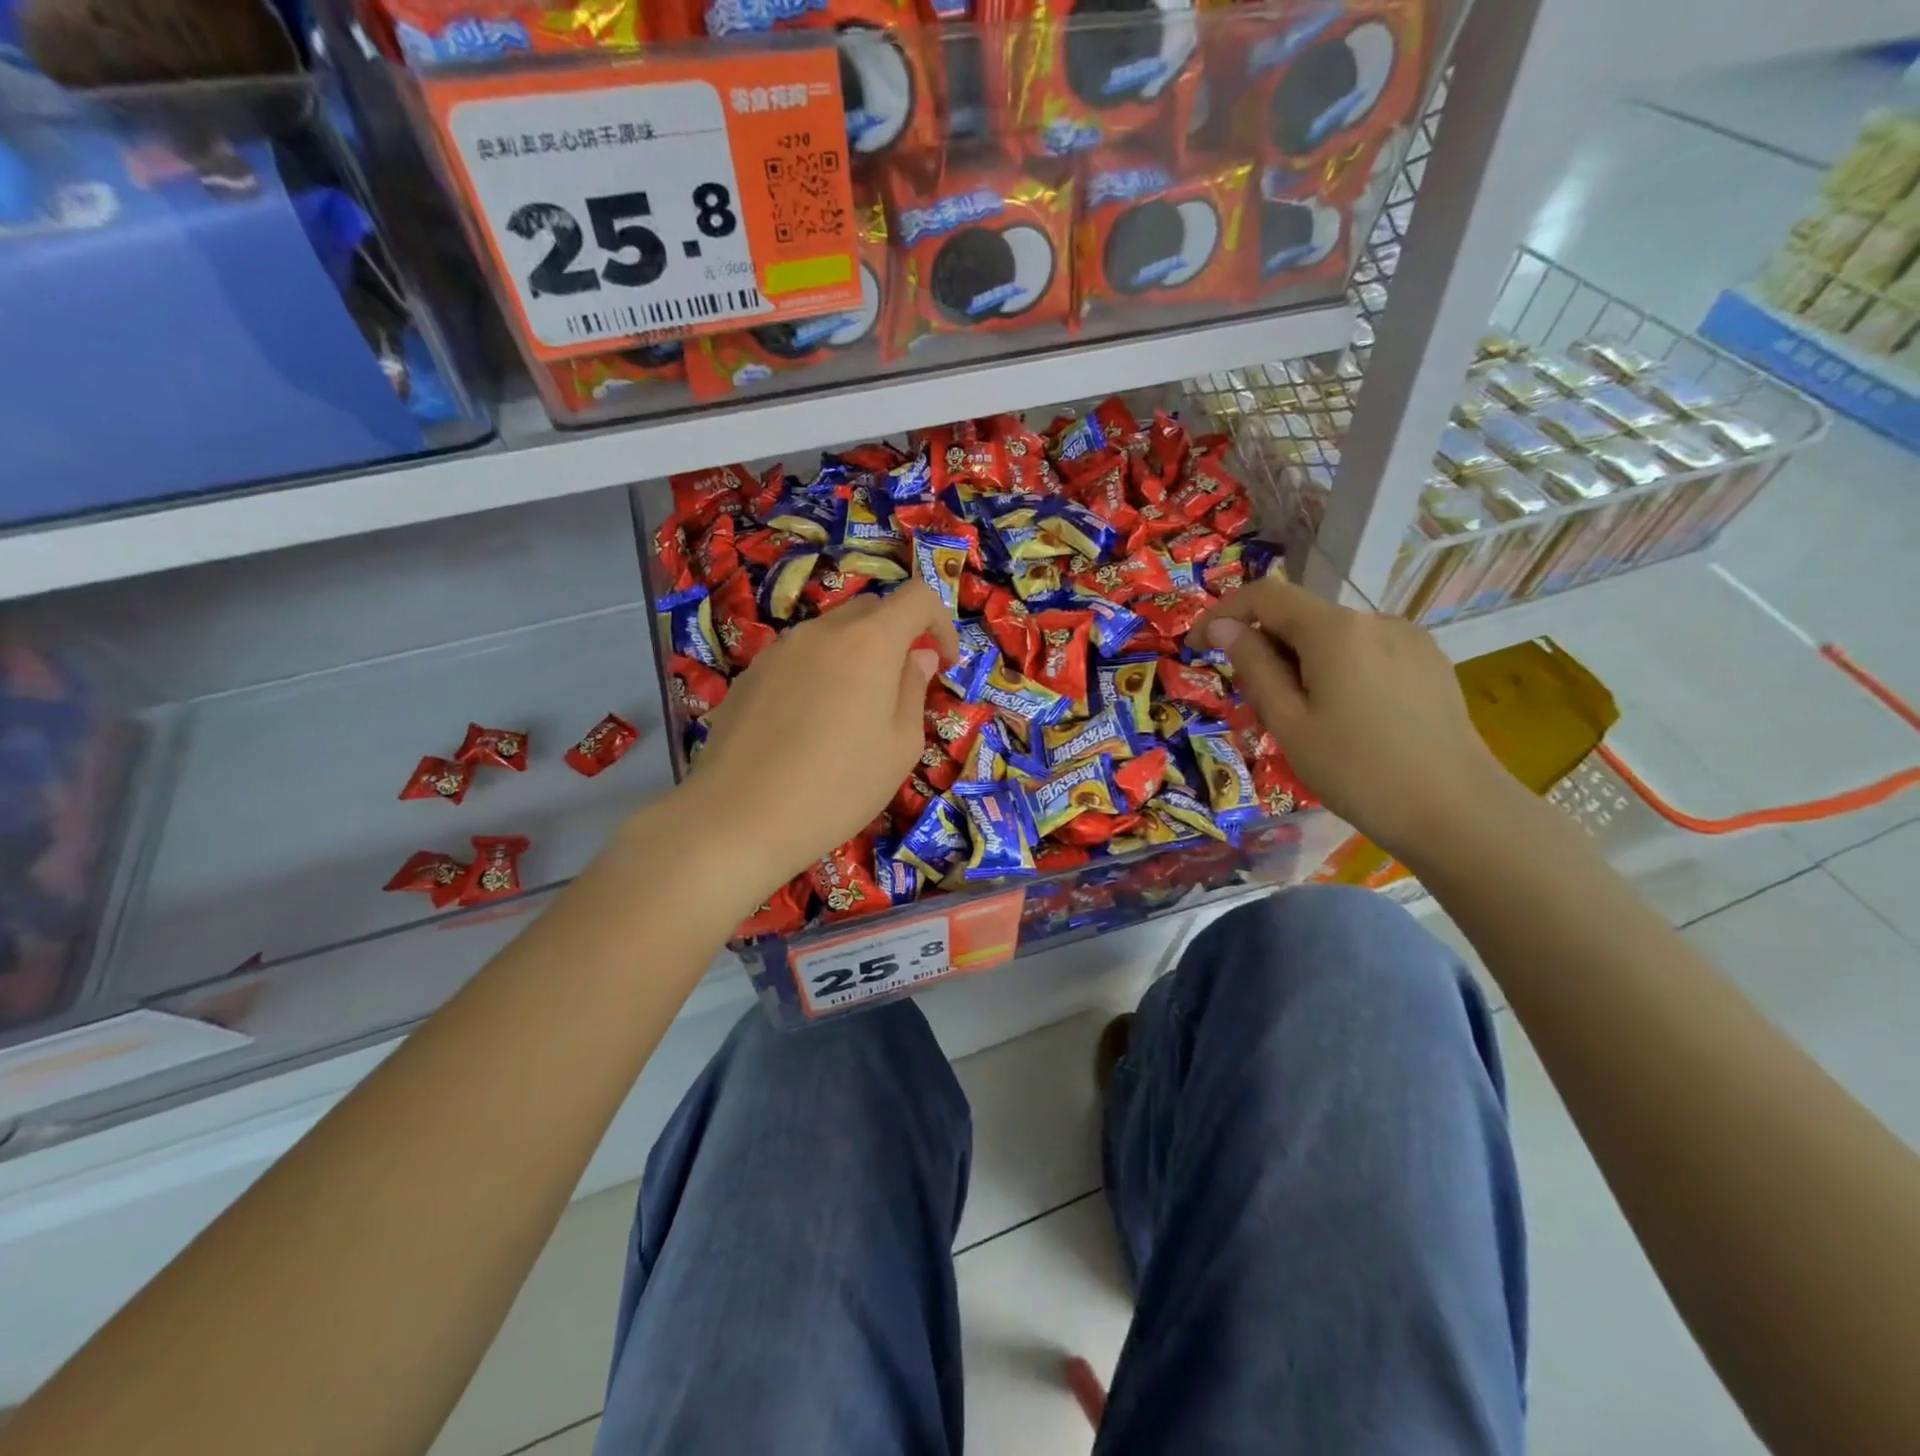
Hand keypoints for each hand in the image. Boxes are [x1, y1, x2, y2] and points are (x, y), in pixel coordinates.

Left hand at [689, 582, 959, 894]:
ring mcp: (779, 649)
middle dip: (897, 638)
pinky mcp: (750, 673)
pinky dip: (818, 673)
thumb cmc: (839, 787)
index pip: (917, 597)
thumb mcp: (900, 746)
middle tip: (899, 689)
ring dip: (855, 656)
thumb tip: (917, 656)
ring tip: (850, 713)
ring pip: (831, 634)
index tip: (943, 663)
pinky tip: (807, 726)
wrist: (740, 817)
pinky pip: (798, 658)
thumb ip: (914, 689)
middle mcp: (822, 631)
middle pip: (871, 610)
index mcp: (869, 642)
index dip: (940, 622)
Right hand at [1191, 577, 1510, 862]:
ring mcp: (1408, 639)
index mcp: (1335, 630)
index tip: (1198, 646)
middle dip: (1265, 648)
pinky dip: (1336, 671)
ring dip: (1300, 663)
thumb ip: (1254, 667)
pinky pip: (1365, 653)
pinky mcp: (1428, 662)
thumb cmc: (1357, 771)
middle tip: (1251, 705)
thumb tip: (1224, 628)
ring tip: (1300, 720)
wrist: (1457, 811)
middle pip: (1300, 617)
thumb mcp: (1288, 723)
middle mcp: (1374, 620)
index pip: (1265, 595)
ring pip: (1333, 638)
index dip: (1224, 613)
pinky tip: (1344, 718)